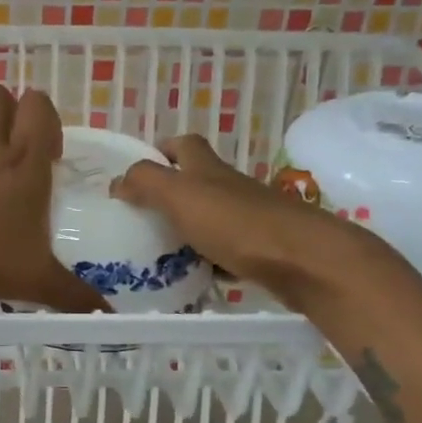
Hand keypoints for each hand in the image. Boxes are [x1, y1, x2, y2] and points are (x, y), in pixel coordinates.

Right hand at [110, 134, 389, 312]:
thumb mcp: (180, 196)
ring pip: (210, 218)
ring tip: (157, 253)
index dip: (162, 150)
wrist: (303, 261)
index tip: (138, 171)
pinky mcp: (262, 249)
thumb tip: (118, 181)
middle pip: (196, 182)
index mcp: (207, 169)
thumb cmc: (236, 223)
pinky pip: (226, 251)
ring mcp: (249, 218)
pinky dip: (209, 261)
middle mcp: (229, 187)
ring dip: (186, 230)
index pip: (183, 144)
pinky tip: (194, 278)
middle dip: (169, 195)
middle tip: (140, 218)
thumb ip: (146, 183)